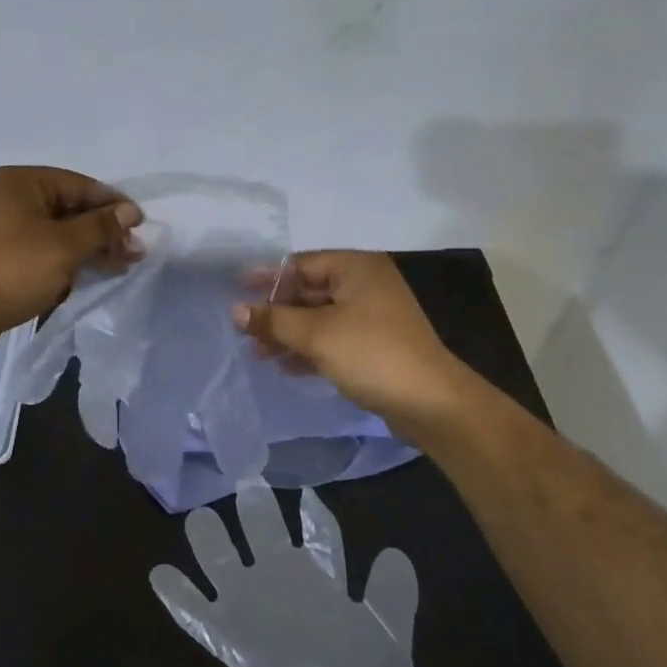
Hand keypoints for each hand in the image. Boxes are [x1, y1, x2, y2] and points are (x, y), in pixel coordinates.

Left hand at [0, 167, 142, 359]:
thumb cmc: (11, 270)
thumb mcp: (64, 246)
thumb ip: (101, 226)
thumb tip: (130, 211)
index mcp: (22, 182)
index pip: (80, 185)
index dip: (113, 205)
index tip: (141, 227)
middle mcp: (10, 198)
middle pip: (70, 209)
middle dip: (103, 232)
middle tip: (133, 254)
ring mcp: (2, 229)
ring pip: (58, 234)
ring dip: (88, 250)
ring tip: (119, 268)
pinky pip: (42, 253)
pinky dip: (65, 263)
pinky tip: (86, 279)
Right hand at [150, 483, 431, 666]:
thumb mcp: (386, 637)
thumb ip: (391, 595)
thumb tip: (394, 553)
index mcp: (321, 581)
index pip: (317, 537)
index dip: (314, 514)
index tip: (307, 492)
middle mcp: (282, 585)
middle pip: (265, 536)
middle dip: (256, 509)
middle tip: (248, 481)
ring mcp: (251, 609)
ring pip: (223, 564)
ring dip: (211, 541)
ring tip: (199, 517)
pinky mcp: (228, 639)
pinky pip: (196, 613)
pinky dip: (178, 596)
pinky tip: (160, 574)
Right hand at [235, 251, 482, 437]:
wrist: (430, 403)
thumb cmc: (370, 354)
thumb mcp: (315, 334)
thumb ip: (274, 320)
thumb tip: (236, 311)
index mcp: (356, 267)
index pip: (301, 264)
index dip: (268, 278)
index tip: (236, 290)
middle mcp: (365, 284)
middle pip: (309, 291)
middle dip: (276, 312)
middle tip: (242, 329)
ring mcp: (372, 316)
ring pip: (319, 318)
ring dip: (289, 334)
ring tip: (257, 354)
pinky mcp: (374, 345)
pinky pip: (333, 338)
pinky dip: (309, 349)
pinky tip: (285, 367)